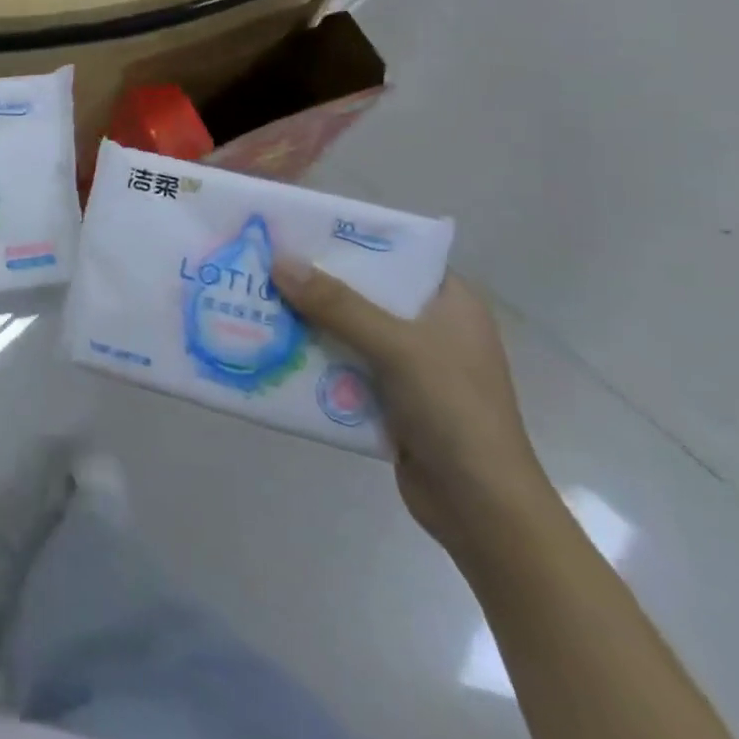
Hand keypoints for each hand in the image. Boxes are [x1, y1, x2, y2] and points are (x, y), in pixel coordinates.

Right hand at [273, 261, 556, 559]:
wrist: (482, 510)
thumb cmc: (454, 411)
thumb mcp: (397, 348)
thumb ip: (338, 304)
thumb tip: (278, 261)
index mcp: (450, 302)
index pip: (395, 253)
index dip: (348, 239)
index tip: (297, 229)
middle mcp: (430, 326)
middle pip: (363, 290)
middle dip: (315, 281)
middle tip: (263, 263)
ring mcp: (410, 364)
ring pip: (347, 328)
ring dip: (308, 320)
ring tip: (257, 299)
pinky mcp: (389, 396)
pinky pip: (342, 363)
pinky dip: (313, 356)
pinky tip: (274, 347)